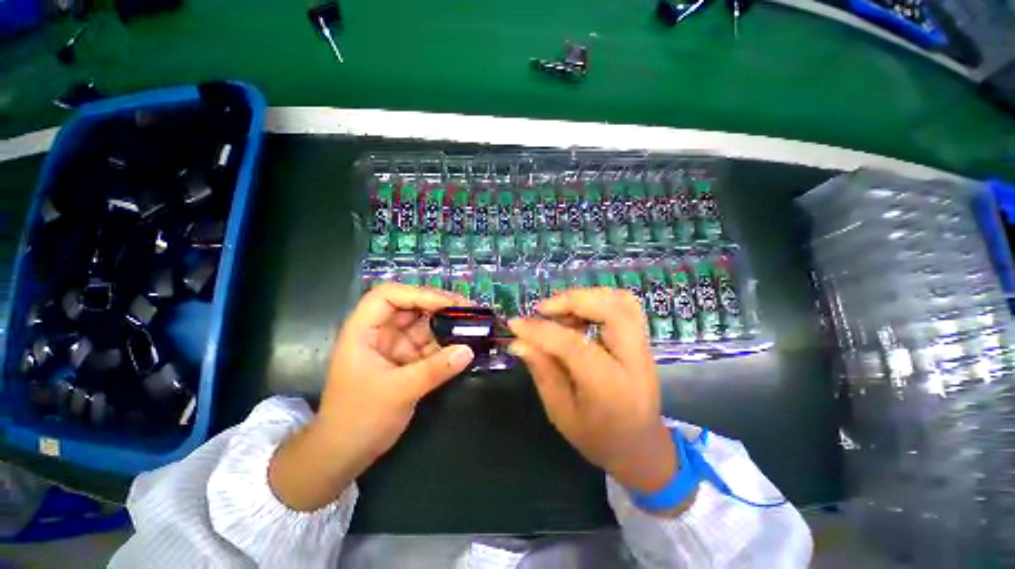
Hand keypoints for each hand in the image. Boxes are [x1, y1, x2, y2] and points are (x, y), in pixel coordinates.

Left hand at [269, 284, 473, 510]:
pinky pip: (429, 345)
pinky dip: (446, 345)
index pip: (388, 296)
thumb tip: (468, 350)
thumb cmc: (359, 419)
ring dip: (446, 325)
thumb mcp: (398, 391)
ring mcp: (394, 346)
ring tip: (472, 326)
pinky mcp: (406, 360)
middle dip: (439, 306)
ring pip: (423, 325)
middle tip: (468, 310)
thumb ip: (435, 369)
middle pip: (410, 306)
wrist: (344, 454)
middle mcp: (380, 332)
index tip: (447, 304)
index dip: (418, 294)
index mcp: (363, 331)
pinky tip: (464, 346)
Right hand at [508, 288, 684, 508]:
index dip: (541, 330)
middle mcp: (635, 362)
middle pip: (611, 311)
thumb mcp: (561, 412)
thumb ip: (542, 371)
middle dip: (572, 300)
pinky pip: (625, 306)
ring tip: (560, 310)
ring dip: (587, 297)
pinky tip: (578, 313)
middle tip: (543, 309)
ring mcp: (644, 348)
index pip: (574, 346)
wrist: (640, 448)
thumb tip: (518, 341)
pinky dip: (599, 300)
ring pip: (622, 302)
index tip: (516, 324)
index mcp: (611, 388)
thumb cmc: (597, 438)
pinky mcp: (643, 341)